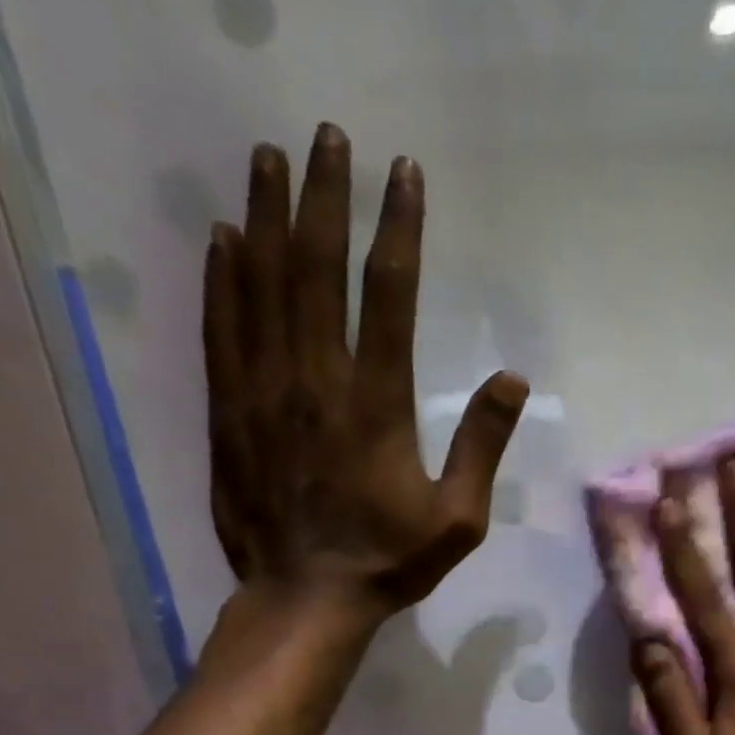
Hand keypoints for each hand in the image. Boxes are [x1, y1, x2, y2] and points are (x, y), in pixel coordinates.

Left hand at [202, 125, 527, 619]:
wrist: (305, 598)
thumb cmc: (390, 562)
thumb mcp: (458, 518)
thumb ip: (482, 446)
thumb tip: (512, 381)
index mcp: (378, 406)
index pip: (389, 295)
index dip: (397, 227)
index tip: (403, 175)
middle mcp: (316, 381)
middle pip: (316, 268)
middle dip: (324, 195)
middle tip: (329, 137)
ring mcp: (264, 392)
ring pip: (260, 284)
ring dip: (265, 214)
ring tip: (268, 157)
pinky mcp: (229, 410)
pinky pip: (222, 328)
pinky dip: (222, 276)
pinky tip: (223, 237)